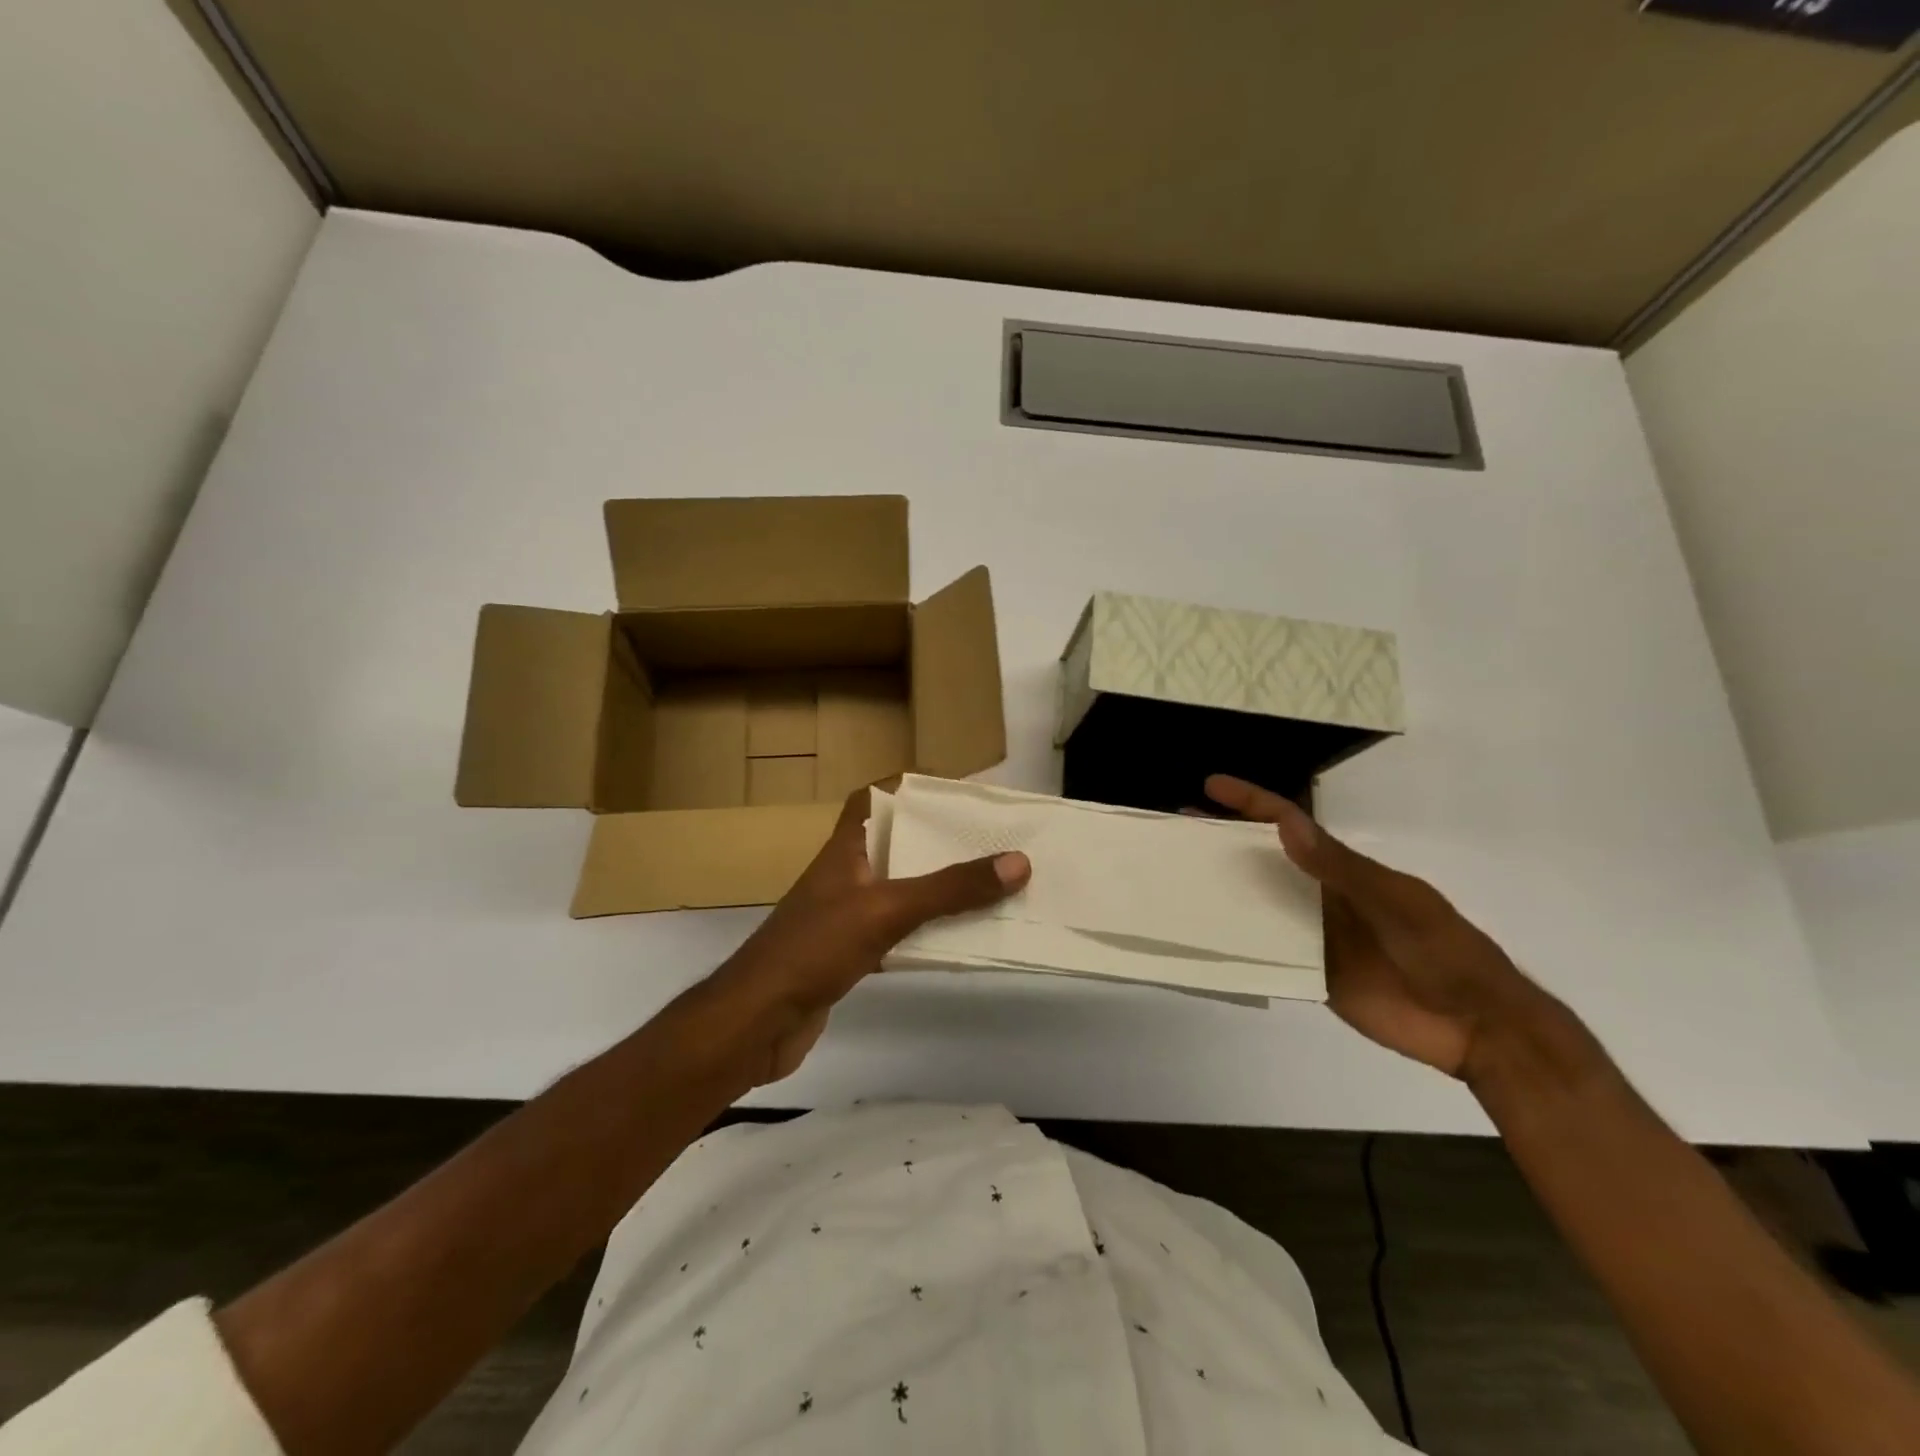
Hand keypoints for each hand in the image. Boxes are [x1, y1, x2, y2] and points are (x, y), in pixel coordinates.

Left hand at [712, 786, 1030, 1083]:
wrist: (756, 1022)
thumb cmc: (814, 949)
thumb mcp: (887, 909)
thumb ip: (950, 888)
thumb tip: (1017, 861)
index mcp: (845, 849)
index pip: (871, 798)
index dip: (906, 785)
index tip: (952, 789)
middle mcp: (845, 875)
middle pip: (895, 844)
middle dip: (937, 839)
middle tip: (988, 838)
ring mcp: (845, 916)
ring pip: (899, 889)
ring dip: (937, 886)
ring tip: (987, 882)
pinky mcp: (848, 954)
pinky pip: (897, 930)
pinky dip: (926, 929)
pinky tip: (958, 936)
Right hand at [1205, 774, 1552, 1079]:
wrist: (1478, 1027)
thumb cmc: (1443, 951)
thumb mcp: (1395, 902)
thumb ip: (1339, 867)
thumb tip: (1283, 822)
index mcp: (1344, 869)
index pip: (1289, 825)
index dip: (1251, 802)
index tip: (1210, 787)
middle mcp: (1321, 895)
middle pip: (1265, 861)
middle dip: (1224, 843)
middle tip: (1176, 833)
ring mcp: (1315, 935)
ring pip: (1259, 905)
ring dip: (1224, 892)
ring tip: (1178, 882)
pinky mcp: (1311, 973)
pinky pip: (1266, 952)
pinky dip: (1237, 943)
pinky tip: (1205, 939)